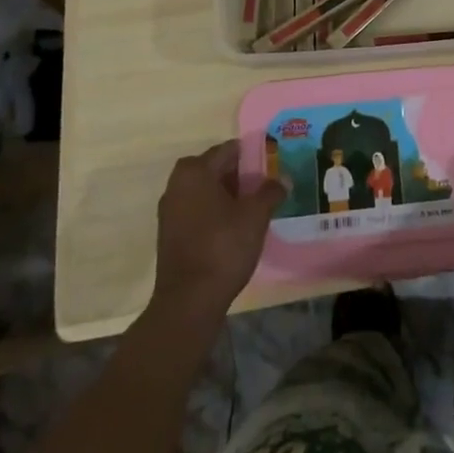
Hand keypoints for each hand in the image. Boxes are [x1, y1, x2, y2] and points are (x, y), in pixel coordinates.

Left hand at [152, 141, 284, 319]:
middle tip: (264, 188)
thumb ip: (270, 192)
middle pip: (215, 169)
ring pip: (205, 191)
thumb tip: (284, 179)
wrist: (188, 302)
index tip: (271, 167)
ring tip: (252, 209)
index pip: (229, 150)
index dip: (253, 157)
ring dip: (227, 196)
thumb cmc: (222, 248)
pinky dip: (214, 213)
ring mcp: (169, 210)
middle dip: (240, 177)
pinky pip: (196, 211)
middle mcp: (177, 184)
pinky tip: (233, 229)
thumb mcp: (255, 216)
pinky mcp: (169, 234)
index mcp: (195, 170)